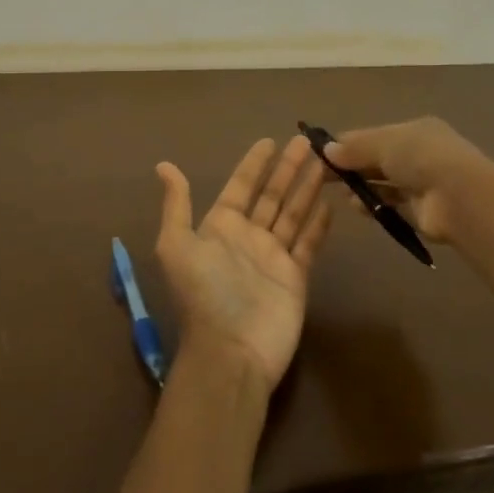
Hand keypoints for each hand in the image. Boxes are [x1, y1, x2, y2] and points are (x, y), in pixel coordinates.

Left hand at [154, 135, 332, 394]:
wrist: (231, 351)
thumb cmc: (204, 294)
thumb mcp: (176, 246)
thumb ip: (176, 205)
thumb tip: (163, 165)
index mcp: (219, 227)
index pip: (240, 186)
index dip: (254, 164)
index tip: (269, 141)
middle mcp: (247, 237)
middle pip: (272, 195)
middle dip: (288, 168)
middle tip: (307, 141)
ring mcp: (273, 256)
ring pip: (293, 213)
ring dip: (307, 187)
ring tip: (324, 162)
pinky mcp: (295, 276)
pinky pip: (308, 243)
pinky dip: (318, 224)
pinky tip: (330, 203)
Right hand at [323, 116, 489, 245]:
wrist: (459, 197)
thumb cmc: (420, 158)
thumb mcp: (383, 143)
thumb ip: (354, 147)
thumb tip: (326, 150)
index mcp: (415, 130)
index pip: (375, 135)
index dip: (349, 142)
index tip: (322, 152)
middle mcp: (420, 155)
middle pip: (378, 159)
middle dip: (353, 166)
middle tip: (323, 175)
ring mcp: (422, 184)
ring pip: (384, 183)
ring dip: (362, 186)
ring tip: (340, 192)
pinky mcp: (421, 211)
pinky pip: (391, 205)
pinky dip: (374, 204)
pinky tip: (356, 207)